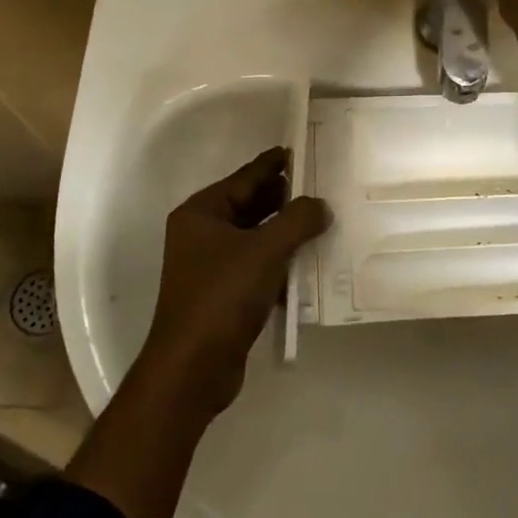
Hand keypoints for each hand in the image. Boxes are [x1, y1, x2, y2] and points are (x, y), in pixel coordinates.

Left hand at [141, 147, 329, 415]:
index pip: (245, 177)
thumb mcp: (266, 250)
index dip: (274, 164)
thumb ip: (298, 220)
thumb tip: (321, 205)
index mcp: (201, 213)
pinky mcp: (224, 294)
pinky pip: (258, 266)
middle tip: (323, 186)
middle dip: (285, 198)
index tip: (302, 150)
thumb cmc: (222, 296)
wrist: (193, 368)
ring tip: (324, 220)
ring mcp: (212, 266)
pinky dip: (281, 262)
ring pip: (256, 237)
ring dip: (286, 232)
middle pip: (250, 205)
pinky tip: (310, 263)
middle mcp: (202, 234)